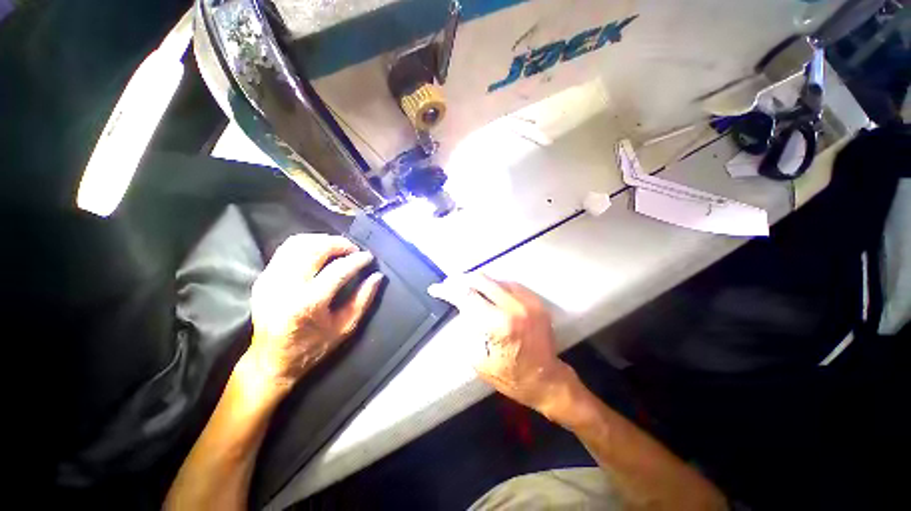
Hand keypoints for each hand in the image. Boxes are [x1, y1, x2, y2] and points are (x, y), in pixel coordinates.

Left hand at [249, 234, 382, 392]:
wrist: (270, 361)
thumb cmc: (312, 347)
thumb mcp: (345, 327)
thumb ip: (363, 299)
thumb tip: (377, 276)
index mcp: (307, 304)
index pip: (338, 270)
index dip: (357, 260)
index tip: (369, 257)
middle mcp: (285, 287)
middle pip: (314, 249)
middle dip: (339, 244)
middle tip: (353, 249)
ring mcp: (269, 281)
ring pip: (297, 244)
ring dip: (322, 240)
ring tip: (338, 248)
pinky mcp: (262, 278)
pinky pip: (285, 250)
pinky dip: (307, 245)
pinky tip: (319, 252)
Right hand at [428, 274, 574, 413]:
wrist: (545, 379)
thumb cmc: (509, 375)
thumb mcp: (477, 358)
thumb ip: (468, 328)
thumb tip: (462, 307)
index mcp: (497, 324)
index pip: (466, 296)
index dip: (447, 290)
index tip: (435, 289)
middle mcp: (513, 307)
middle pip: (480, 279)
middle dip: (460, 280)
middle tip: (449, 285)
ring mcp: (528, 301)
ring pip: (495, 279)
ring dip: (477, 282)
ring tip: (465, 287)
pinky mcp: (536, 301)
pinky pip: (509, 284)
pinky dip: (494, 286)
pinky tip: (487, 291)